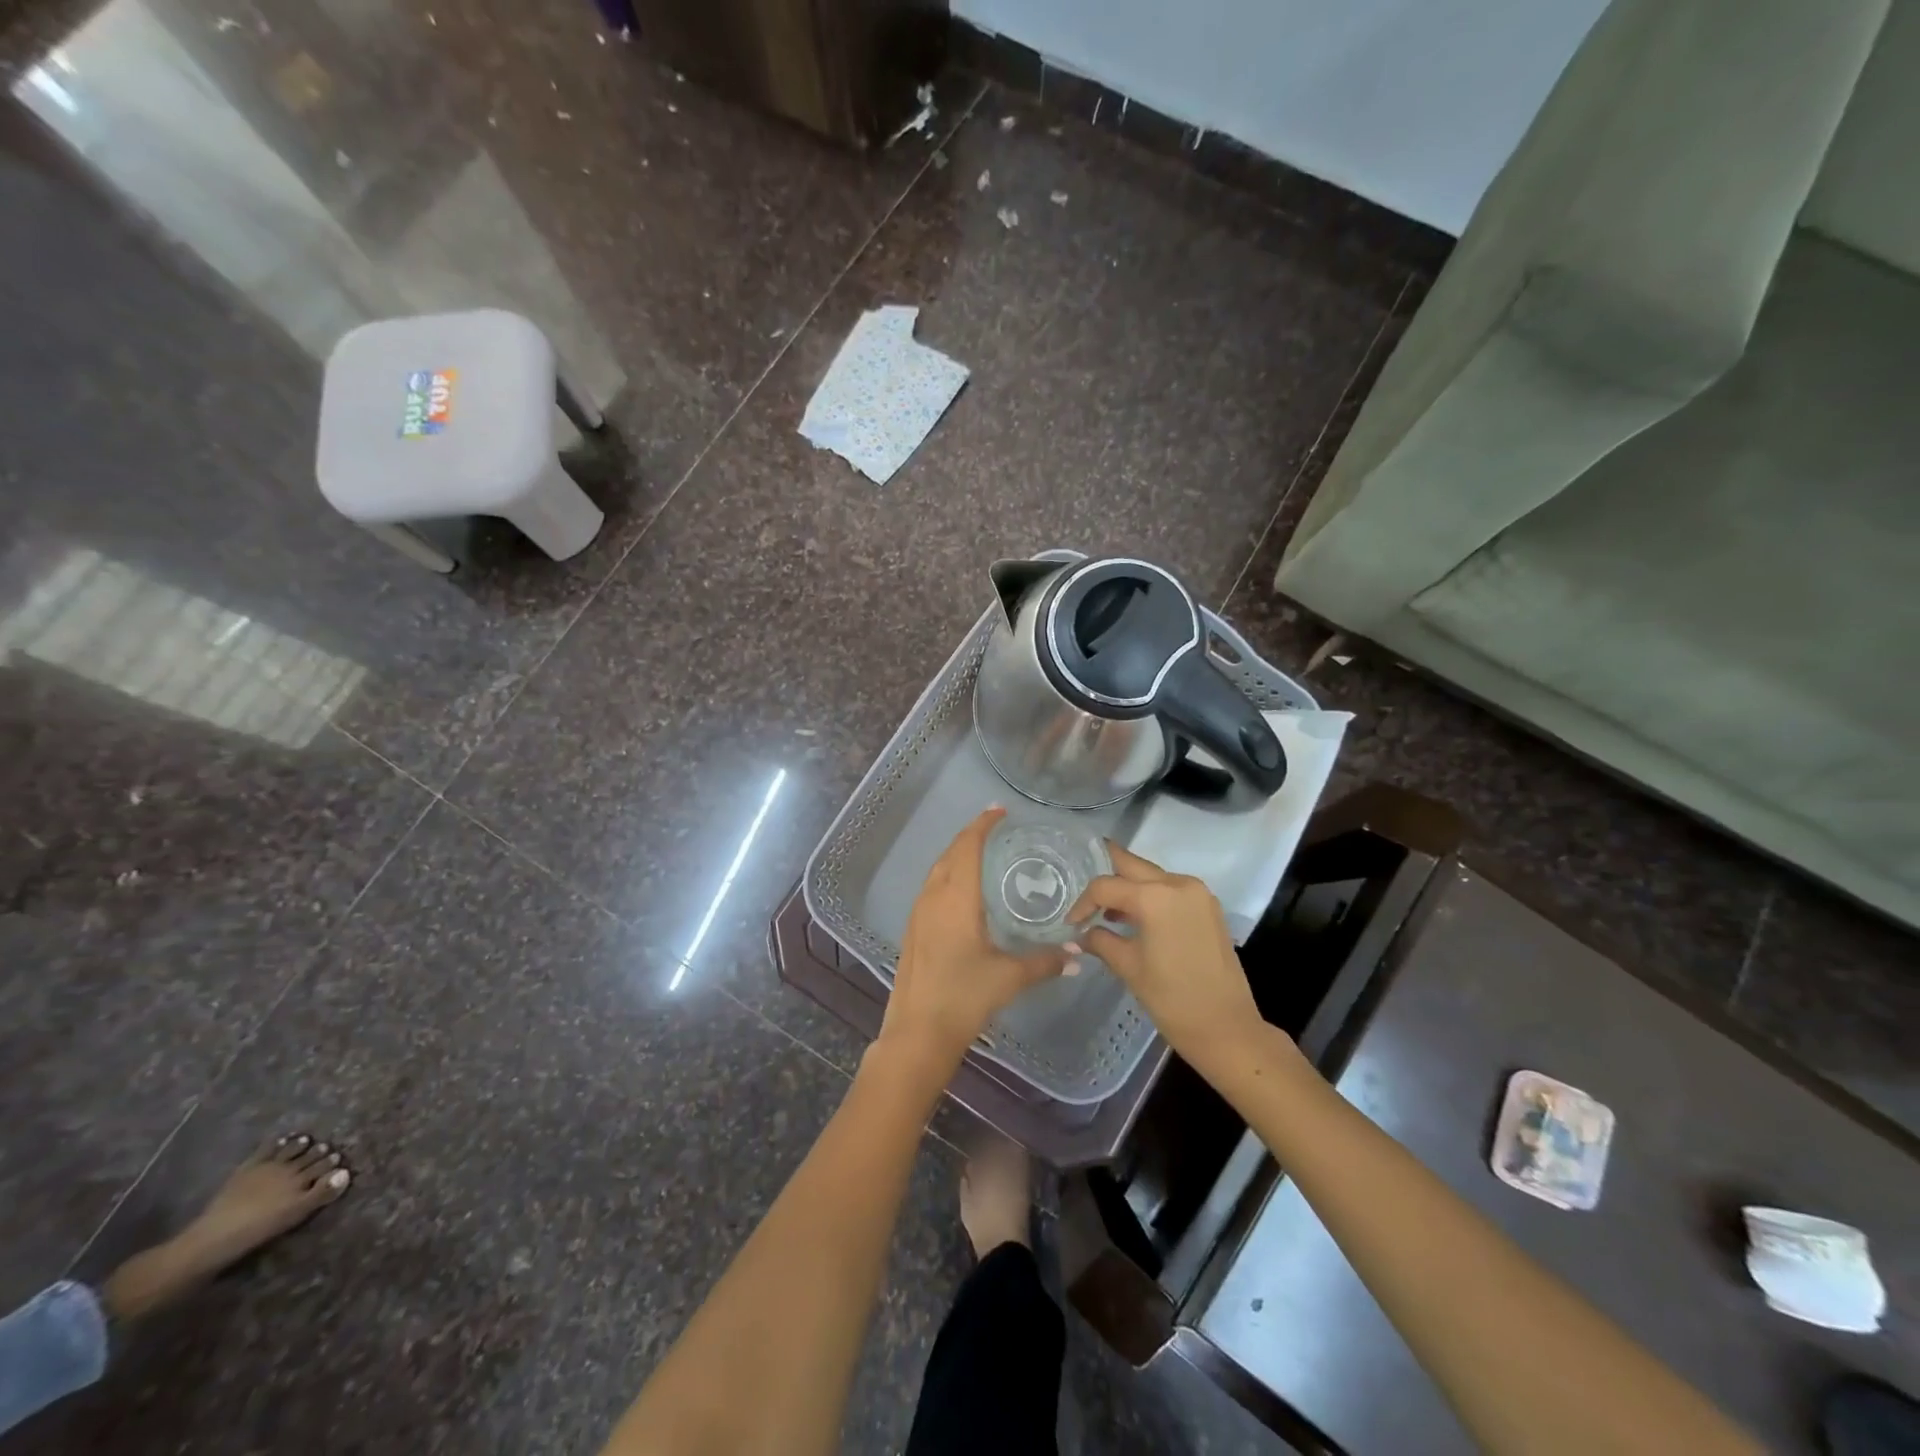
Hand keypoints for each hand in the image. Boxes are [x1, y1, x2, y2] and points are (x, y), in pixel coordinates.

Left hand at [879, 808, 1066, 1066]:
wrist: (917, 1032)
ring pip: (937, 870)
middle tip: (996, 826)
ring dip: (957, 854)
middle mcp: (933, 897)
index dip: (983, 825)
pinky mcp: (913, 930)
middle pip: (950, 853)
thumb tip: (1079, 953)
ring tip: (982, 852)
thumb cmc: (964, 997)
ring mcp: (918, 913)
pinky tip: (962, 891)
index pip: (968, 847)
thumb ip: (1045, 962)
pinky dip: (948, 875)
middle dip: (971, 835)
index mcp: (956, 898)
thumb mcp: (1009, 977)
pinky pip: (931, 888)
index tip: (999, 810)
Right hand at [1070, 844, 1264, 1068]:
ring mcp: (1198, 893)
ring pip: (1152, 875)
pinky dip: (1150, 896)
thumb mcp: (1128, 967)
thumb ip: (1100, 941)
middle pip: (1131, 865)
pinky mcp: (1208, 907)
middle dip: (1106, 873)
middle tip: (1083, 887)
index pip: (1105, 886)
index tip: (1072, 924)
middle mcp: (1178, 883)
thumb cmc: (1172, 998)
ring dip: (1128, 885)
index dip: (1083, 903)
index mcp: (1155, 897)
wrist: (1226, 1028)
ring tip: (1106, 909)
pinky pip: (1170, 889)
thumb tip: (1081, 934)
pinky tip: (1134, 918)